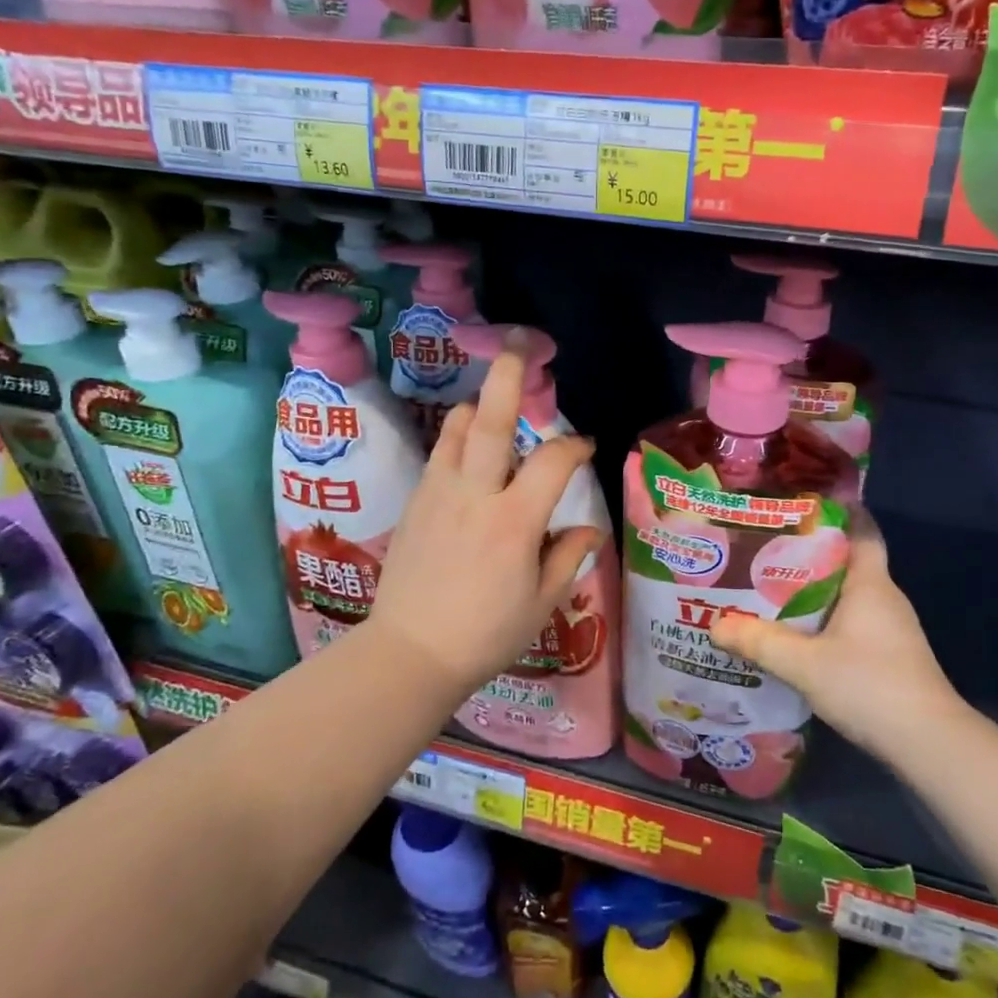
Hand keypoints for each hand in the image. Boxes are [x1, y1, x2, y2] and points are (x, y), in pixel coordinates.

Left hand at [367, 353, 602, 694]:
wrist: (409, 654)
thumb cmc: (485, 635)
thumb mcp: (541, 603)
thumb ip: (568, 558)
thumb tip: (589, 530)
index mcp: (514, 522)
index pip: (552, 461)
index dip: (574, 445)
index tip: (586, 446)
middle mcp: (474, 496)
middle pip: (489, 421)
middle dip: (507, 377)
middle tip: (517, 343)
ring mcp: (438, 494)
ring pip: (455, 430)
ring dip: (476, 407)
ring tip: (491, 401)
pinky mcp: (415, 503)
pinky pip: (438, 454)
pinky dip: (456, 438)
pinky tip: (467, 450)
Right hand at [711, 512, 962, 760]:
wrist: (928, 743)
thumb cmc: (869, 685)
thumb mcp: (804, 664)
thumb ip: (759, 642)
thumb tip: (715, 625)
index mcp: (870, 583)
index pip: (862, 530)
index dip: (839, 512)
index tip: (803, 504)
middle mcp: (884, 597)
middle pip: (847, 562)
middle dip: (809, 554)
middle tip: (765, 549)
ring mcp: (891, 628)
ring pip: (847, 595)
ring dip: (814, 591)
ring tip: (770, 590)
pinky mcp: (890, 655)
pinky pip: (852, 622)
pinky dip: (824, 619)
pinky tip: (797, 634)